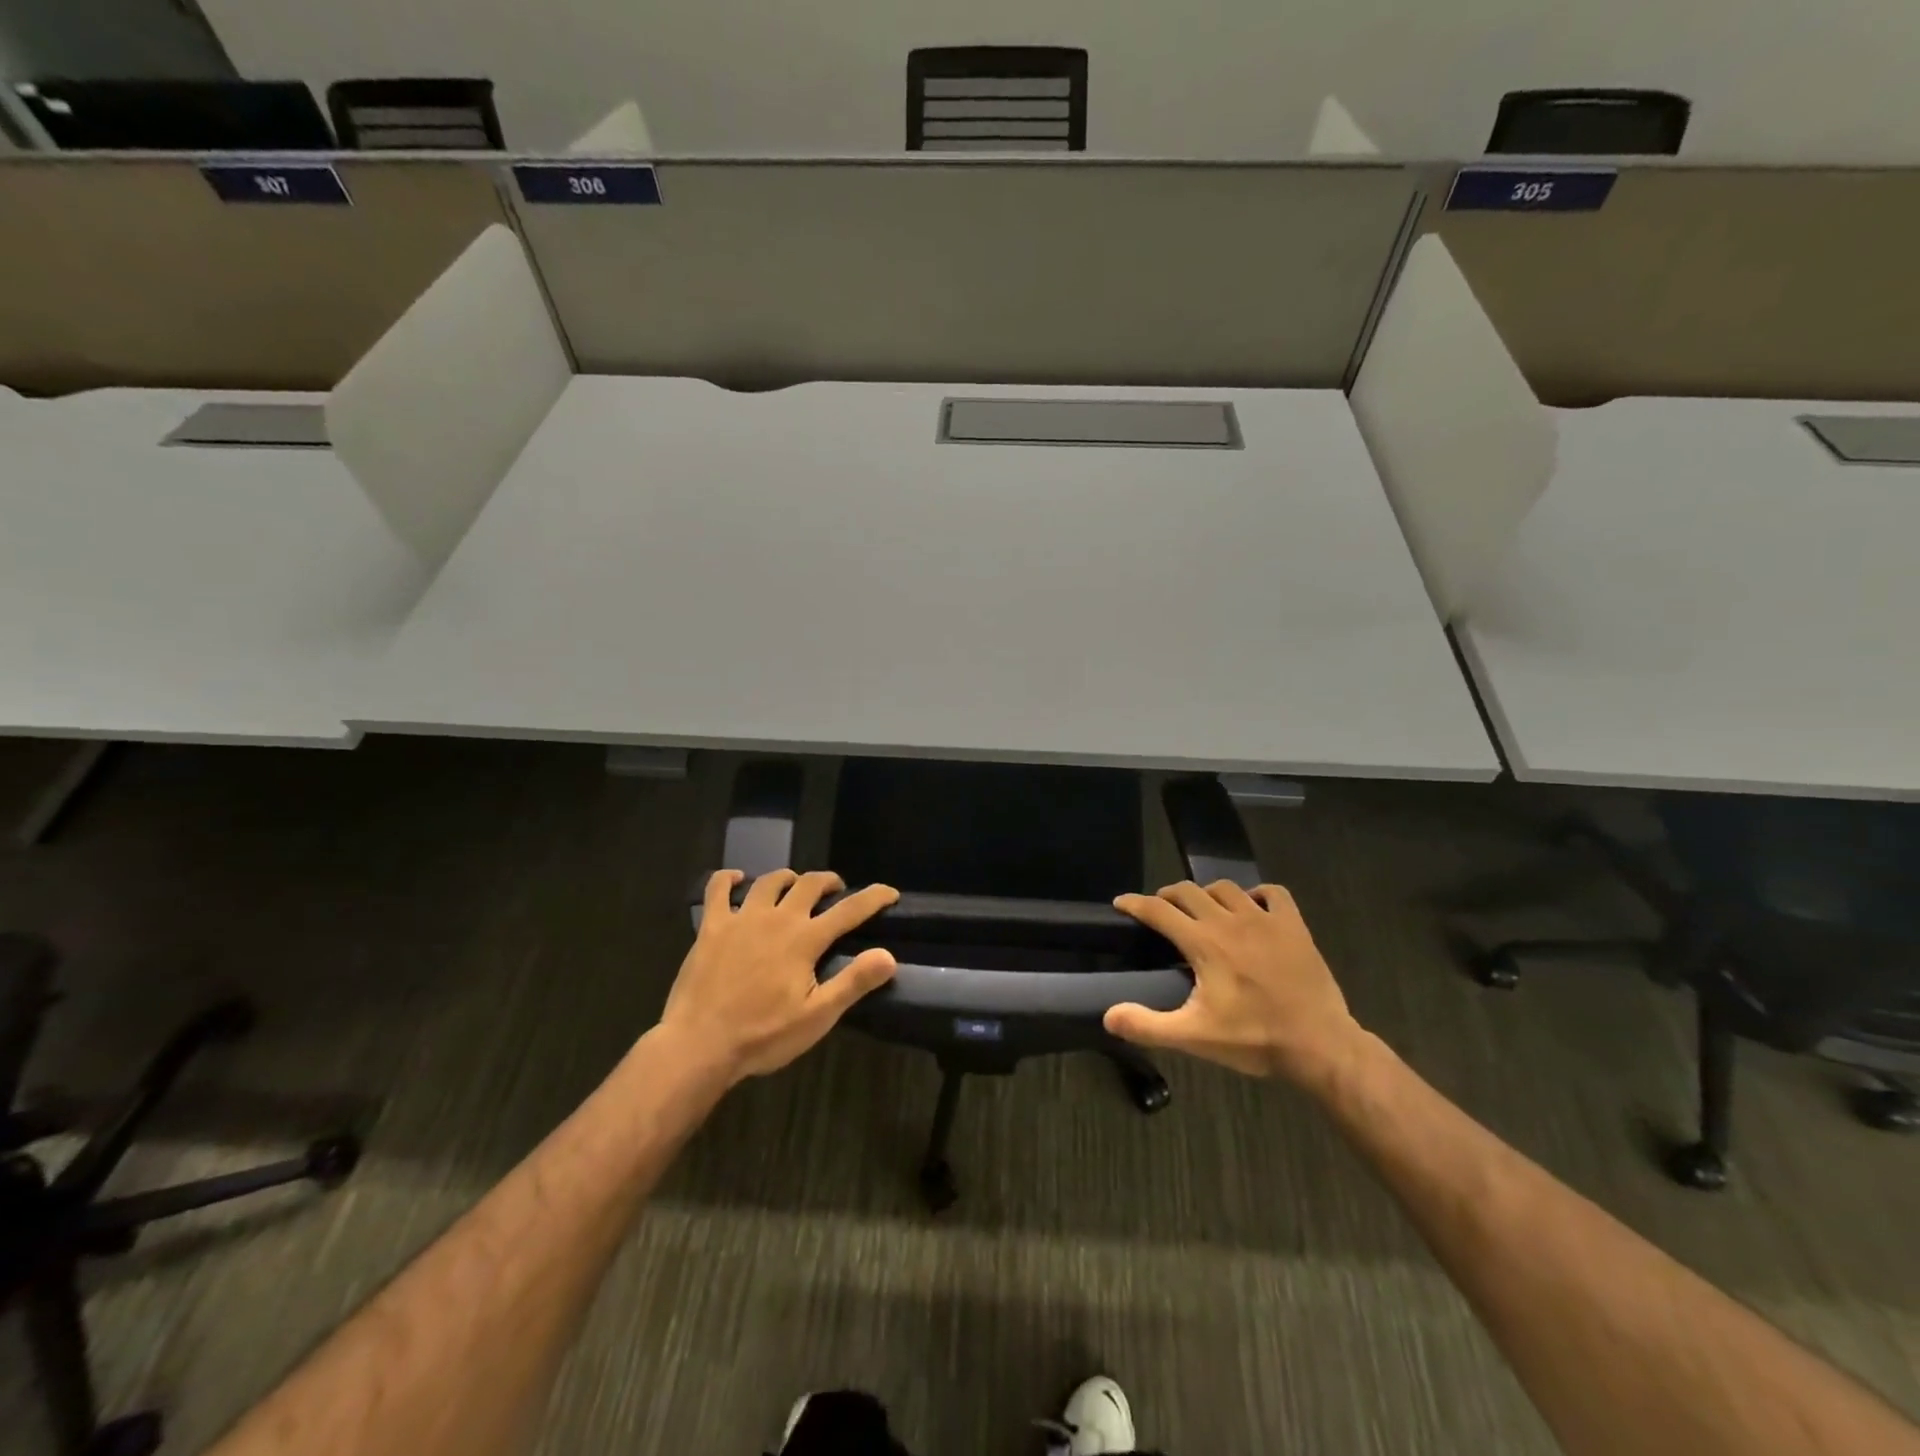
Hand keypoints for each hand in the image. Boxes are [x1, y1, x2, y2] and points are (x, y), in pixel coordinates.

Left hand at [659, 869, 898, 1085]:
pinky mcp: (711, 926)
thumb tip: (888, 955)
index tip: (890, 892)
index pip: (849, 910)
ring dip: (788, 878)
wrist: (699, 1045)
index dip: (874, 897)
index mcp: (805, 939)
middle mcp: (777, 918)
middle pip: (809, 884)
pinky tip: (735, 879)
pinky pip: (717, 889)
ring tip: (794, 885)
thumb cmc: (763, 1035)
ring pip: (770, 881)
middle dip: (828, 881)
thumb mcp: (817, 1017)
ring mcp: (741, 918)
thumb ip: (853, 982)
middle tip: (835, 890)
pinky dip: (728, 879)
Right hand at [1106, 880, 1366, 1088]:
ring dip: (1207, 894)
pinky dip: (1257, 894)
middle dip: (1168, 896)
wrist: (1320, 1045)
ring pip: (1226, 888)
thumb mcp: (1195, 1037)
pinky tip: (1252, 907)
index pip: (1159, 910)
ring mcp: (1265, 920)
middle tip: (1161, 910)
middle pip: (1189, 891)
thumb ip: (1148, 1025)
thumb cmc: (1255, 1039)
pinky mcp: (1293, 926)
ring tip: (1201, 909)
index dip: (1135, 904)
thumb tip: (1109, 1016)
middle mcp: (1230, 921)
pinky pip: (1272, 893)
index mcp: (1203, 943)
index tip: (1121, 902)